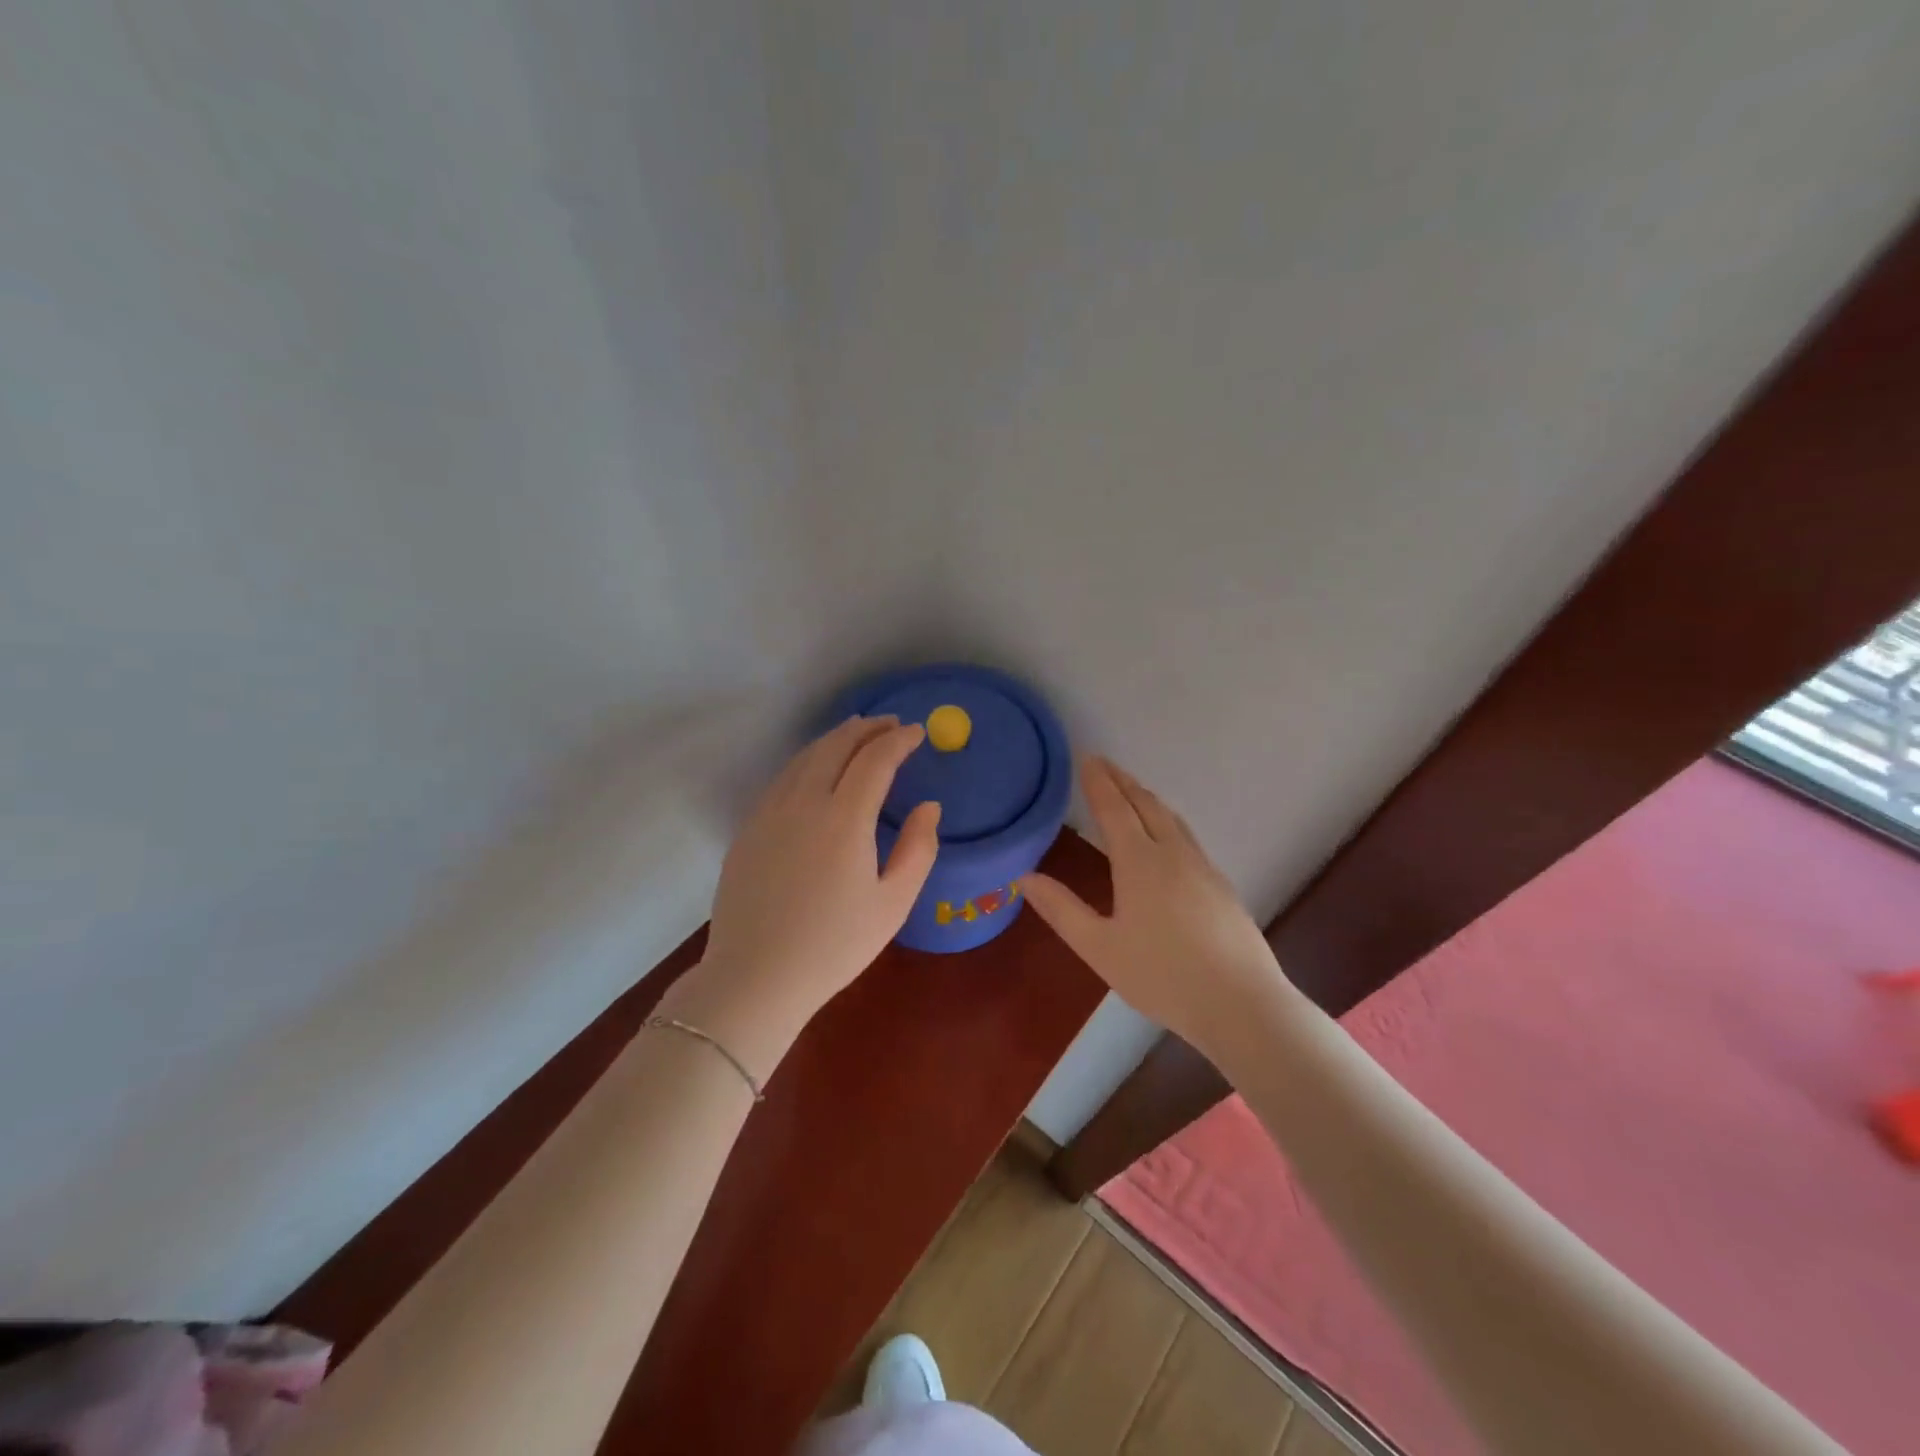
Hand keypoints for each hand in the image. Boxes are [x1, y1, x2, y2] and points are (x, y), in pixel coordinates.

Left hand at [663, 716, 940, 1076]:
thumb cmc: (834, 946)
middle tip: (890, 724)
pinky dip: (807, 760)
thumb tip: (929, 807)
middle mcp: (804, 802)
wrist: (756, 977)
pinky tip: (816, 769)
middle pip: (836, 746)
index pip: (875, 760)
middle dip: (867, 728)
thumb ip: (918, 848)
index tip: (918, 732)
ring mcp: (770, 812)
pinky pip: (783, 778)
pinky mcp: (749, 828)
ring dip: (835, 739)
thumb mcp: (893, 904)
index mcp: (844, 818)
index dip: (899, 740)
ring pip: (805, 757)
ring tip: (856, 733)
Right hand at [1022, 757, 1290, 1063]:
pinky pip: (1187, 836)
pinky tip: (1168, 837)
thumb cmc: (1161, 976)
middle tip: (1104, 764)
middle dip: (1123, 781)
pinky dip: (1167, 820)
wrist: (1240, 1003)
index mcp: (1139, 862)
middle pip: (1146, 804)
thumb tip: (1025, 877)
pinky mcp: (1221, 884)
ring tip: (1132, 790)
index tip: (1087, 757)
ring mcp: (1202, 867)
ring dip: (1147, 798)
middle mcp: (1172, 853)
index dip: (1099, 782)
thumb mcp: (1100, 948)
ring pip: (1171, 818)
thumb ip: (1062, 910)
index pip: (1114, 808)